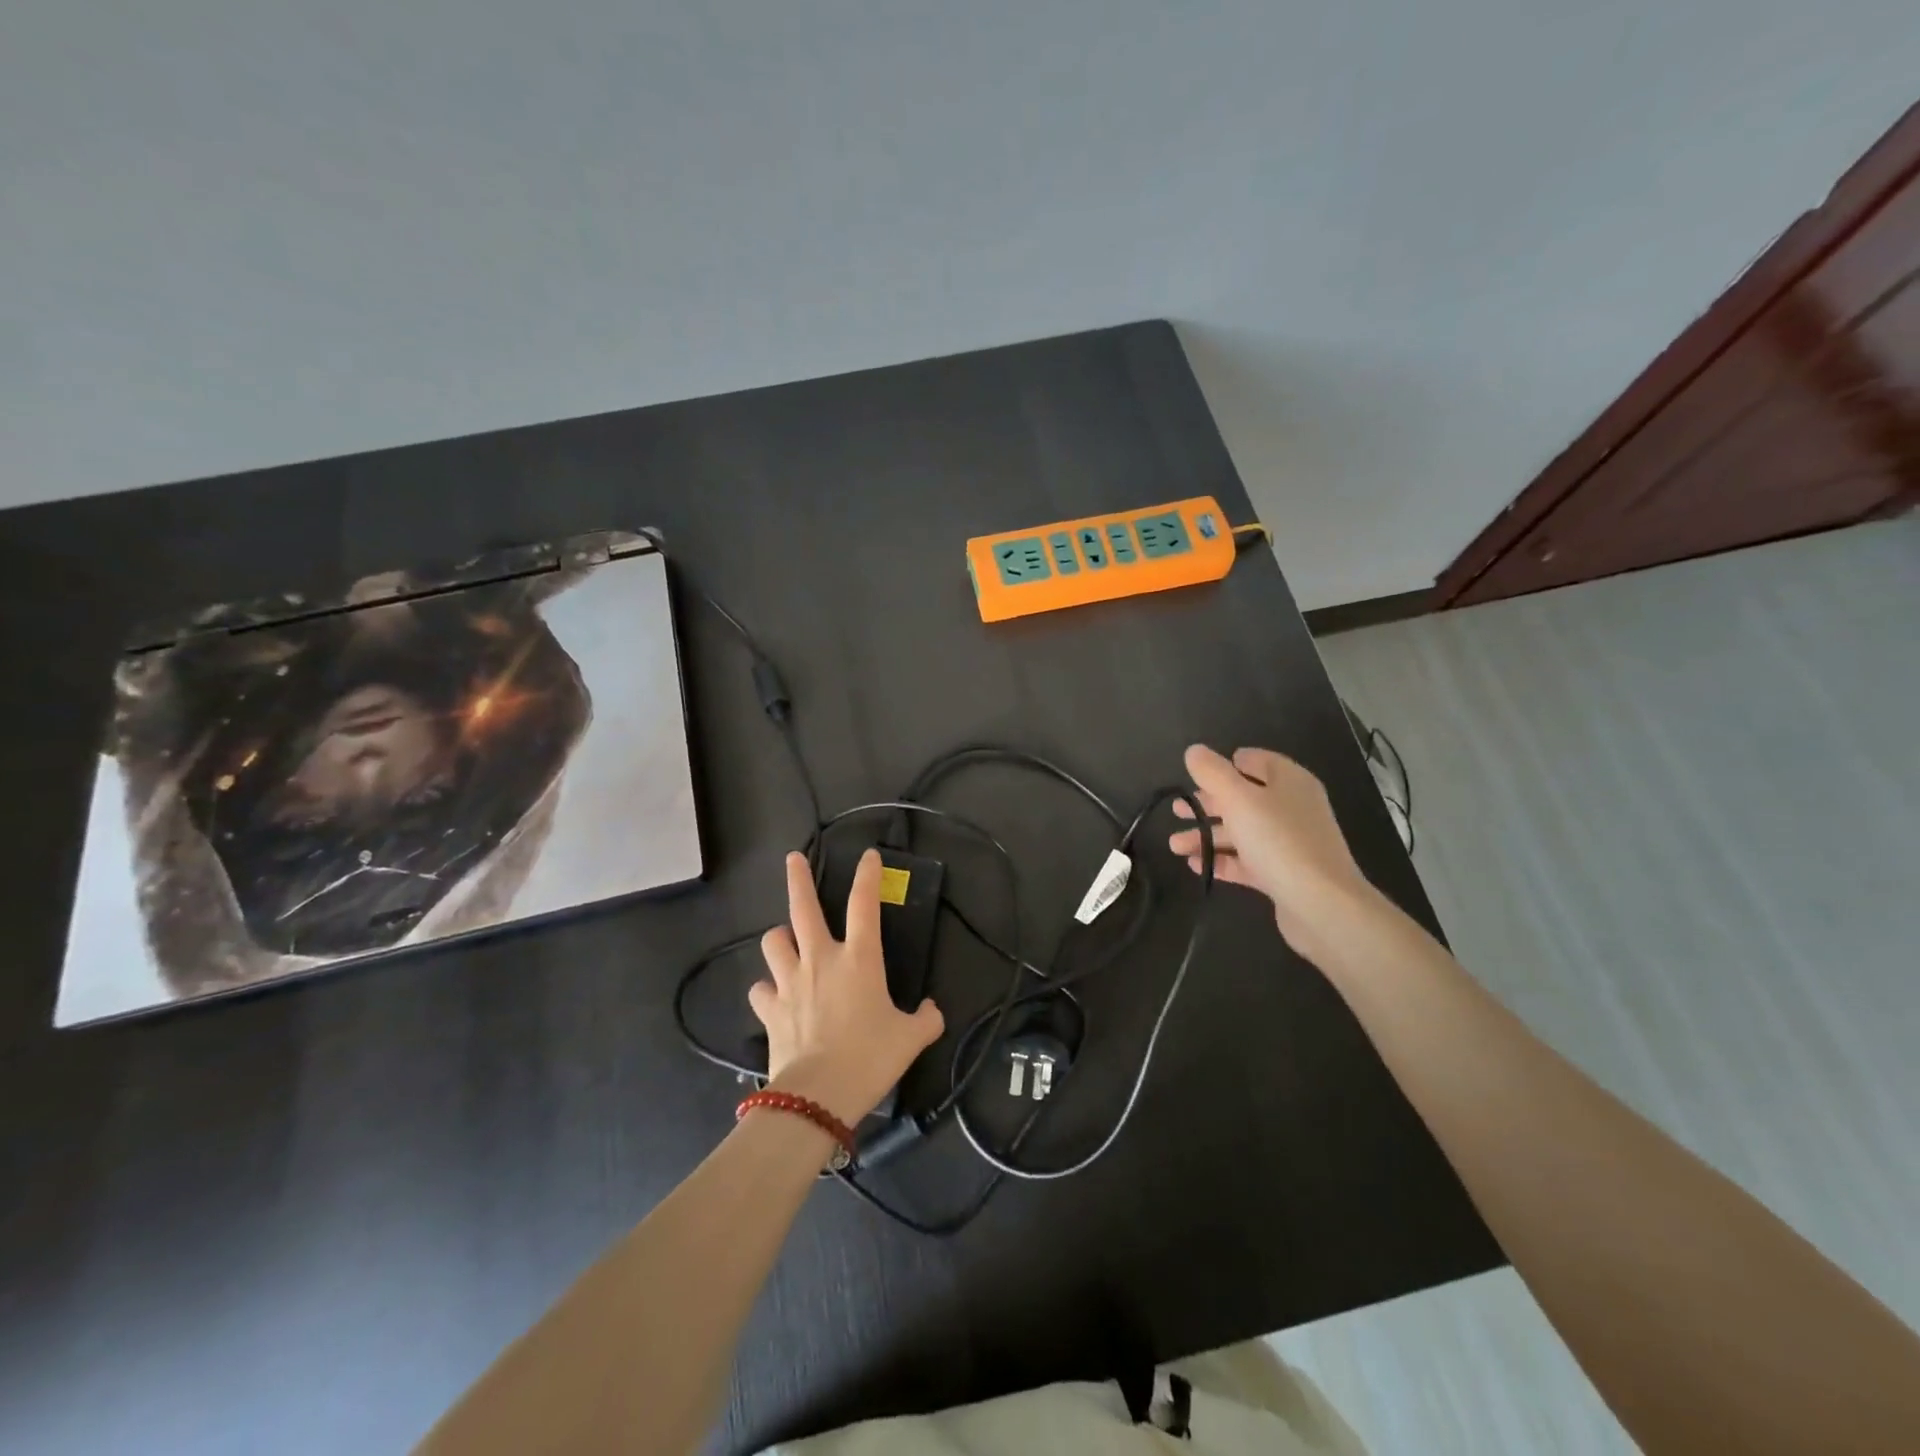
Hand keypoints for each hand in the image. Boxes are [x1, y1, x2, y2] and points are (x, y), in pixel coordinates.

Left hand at [750, 850, 945, 1126]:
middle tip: (793, 858)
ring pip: (774, 942)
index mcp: (859, 959)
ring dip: (780, 938)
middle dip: (798, 879)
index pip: (864, 904)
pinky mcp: (770, 1009)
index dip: (867, 875)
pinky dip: (767, 989)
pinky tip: (774, 996)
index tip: (868, 855)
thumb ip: (925, 1019)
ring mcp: (790, 982)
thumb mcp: (910, 1040)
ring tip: (787, 942)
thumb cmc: (870, 1057)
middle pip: (803, 908)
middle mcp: (821, 959)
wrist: (819, 1095)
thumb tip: (931, 1010)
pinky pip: (761, 989)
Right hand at [1167, 744, 1374, 951]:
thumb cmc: (1279, 841)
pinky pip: (1246, 861)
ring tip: (1175, 845)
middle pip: (1244, 798)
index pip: (1256, 761)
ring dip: (1207, 836)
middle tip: (1177, 810)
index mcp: (1288, 782)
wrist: (1321, 905)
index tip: (1196, 775)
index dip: (1226, 764)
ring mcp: (1288, 842)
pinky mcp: (1283, 873)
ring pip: (1241, 832)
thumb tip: (1194, 751)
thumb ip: (1212, 773)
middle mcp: (1291, 808)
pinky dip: (1222, 860)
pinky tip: (1195, 865)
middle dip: (1208, 804)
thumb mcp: (1238, 799)